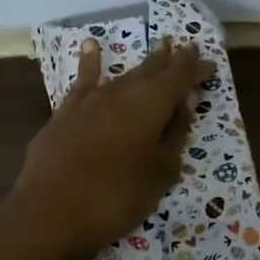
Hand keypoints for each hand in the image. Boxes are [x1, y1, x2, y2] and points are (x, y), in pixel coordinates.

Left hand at [12, 37, 215, 259]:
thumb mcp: (160, 172)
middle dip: (172, 60)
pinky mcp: (65, 114)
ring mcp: (90, 101)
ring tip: (158, 46)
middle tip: (187, 47)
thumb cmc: (116, 197)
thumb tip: (185, 101)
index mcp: (151, 105)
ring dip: (144, 62)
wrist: (49, 213)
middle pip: (152, 70)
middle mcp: (122, 93)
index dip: (195, 69)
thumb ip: (175, 133)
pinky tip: (90, 47)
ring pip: (123, 74)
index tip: (210, 63)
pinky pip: (83, 81)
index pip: (179, 78)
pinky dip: (90, 63)